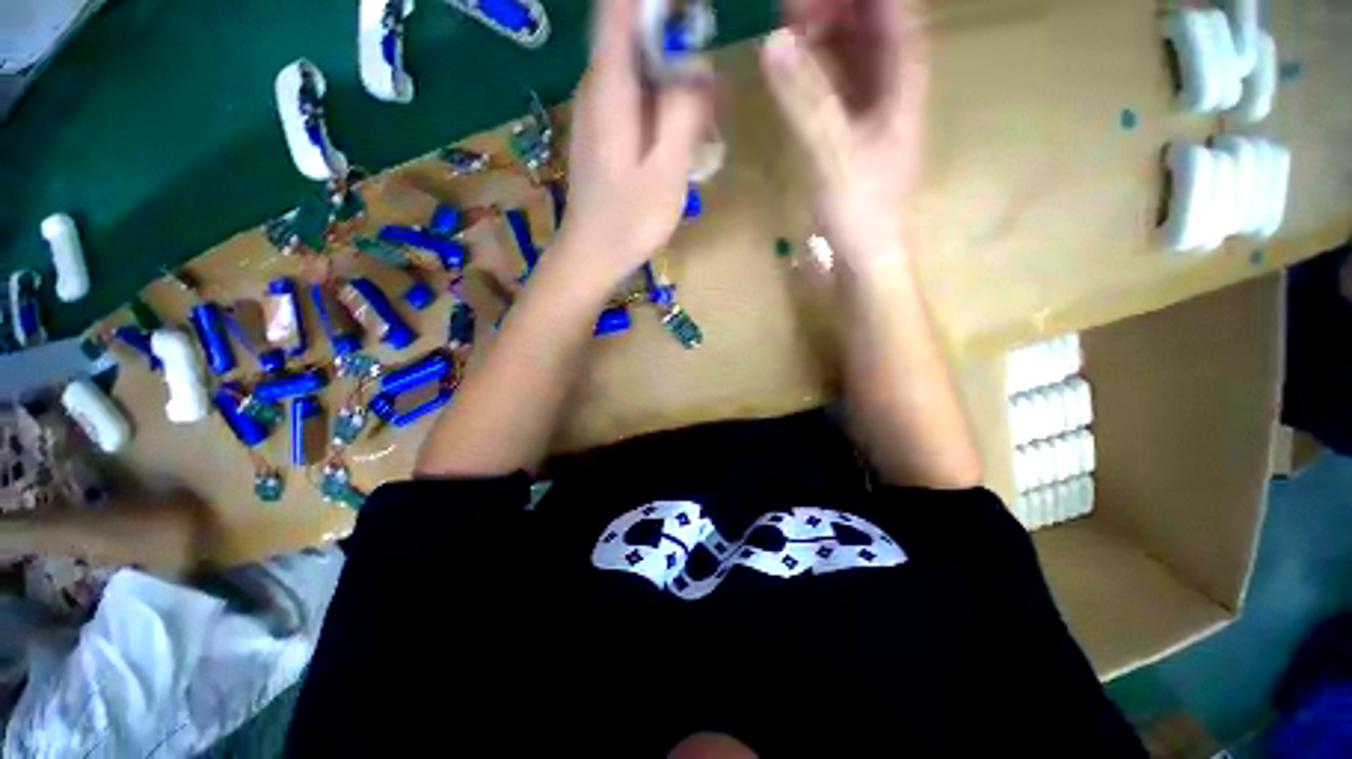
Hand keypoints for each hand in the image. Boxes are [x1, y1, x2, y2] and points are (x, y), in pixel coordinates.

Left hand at [557, 0, 714, 286]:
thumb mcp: (665, 171)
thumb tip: (699, 68)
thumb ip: (682, 113)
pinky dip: (661, 98)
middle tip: (711, 77)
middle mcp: (596, 87)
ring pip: (636, 65)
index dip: (656, 1)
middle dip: (676, 37)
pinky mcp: (603, 130)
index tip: (692, 13)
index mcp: (609, 87)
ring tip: (704, 110)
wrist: (591, 256)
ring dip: (672, 73)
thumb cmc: (629, 221)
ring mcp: (597, 109)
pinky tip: (680, 132)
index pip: (620, 7)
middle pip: (632, 32)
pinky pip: (633, 94)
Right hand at [761, 0, 928, 263]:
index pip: (897, 19)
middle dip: (840, 11)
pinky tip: (796, 68)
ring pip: (854, 60)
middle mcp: (892, 95)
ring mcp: (871, 117)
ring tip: (791, 23)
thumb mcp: (833, 154)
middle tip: (795, 6)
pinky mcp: (851, 139)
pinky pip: (837, 90)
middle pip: (875, 33)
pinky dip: (817, 73)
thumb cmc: (859, 212)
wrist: (863, 259)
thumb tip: (774, 42)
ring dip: (827, 38)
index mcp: (903, 90)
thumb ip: (805, 100)